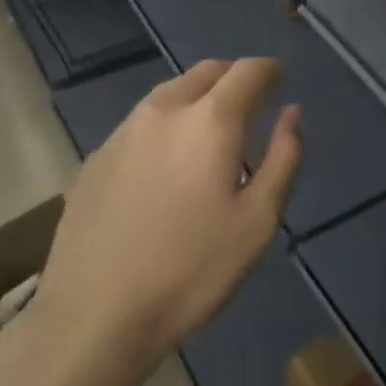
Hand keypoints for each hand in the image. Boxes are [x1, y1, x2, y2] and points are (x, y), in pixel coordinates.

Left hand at [28, 60, 300, 385]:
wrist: (94, 316)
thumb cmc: (191, 270)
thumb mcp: (258, 221)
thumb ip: (283, 158)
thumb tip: (292, 113)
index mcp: (210, 121)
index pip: (247, 71)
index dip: (270, 70)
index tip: (281, 80)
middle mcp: (164, 111)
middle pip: (206, 72)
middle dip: (234, 78)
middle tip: (251, 105)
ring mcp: (123, 132)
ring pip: (170, 93)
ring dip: (198, 98)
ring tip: (210, 134)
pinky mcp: (96, 158)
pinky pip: (141, 122)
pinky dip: (166, 125)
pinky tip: (166, 165)